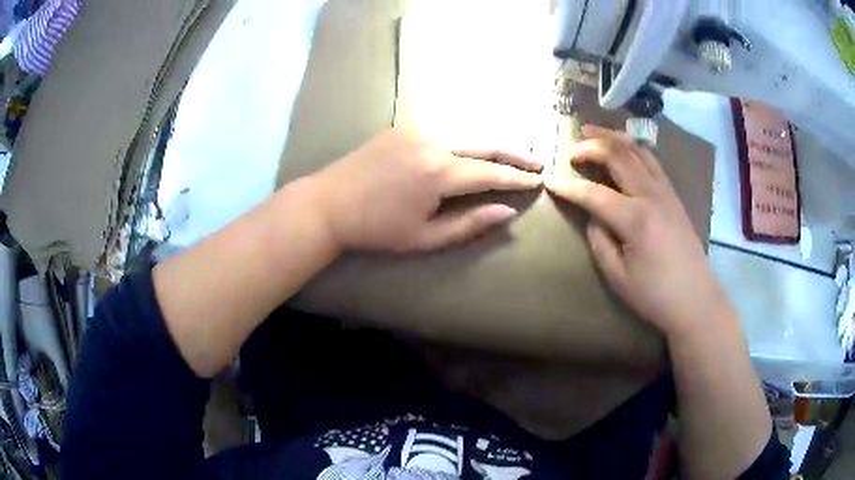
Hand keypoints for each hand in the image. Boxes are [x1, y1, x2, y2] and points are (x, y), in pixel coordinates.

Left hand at [308, 127, 542, 252]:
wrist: (327, 204)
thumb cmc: (375, 229)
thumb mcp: (424, 237)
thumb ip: (469, 224)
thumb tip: (507, 213)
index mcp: (438, 173)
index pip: (490, 173)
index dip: (516, 178)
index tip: (538, 181)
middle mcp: (432, 142)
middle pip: (484, 144)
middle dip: (514, 153)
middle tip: (538, 162)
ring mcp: (416, 128)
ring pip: (466, 132)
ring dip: (491, 143)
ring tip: (513, 153)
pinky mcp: (403, 125)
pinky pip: (444, 128)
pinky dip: (465, 137)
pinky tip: (474, 145)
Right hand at [545, 125, 732, 338]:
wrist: (696, 300)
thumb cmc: (655, 295)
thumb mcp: (617, 277)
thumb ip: (600, 241)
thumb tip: (594, 215)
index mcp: (635, 219)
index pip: (593, 194)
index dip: (569, 187)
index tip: (550, 182)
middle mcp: (651, 196)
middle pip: (618, 156)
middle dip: (591, 146)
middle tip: (572, 149)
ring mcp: (666, 192)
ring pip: (637, 150)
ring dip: (613, 137)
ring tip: (594, 132)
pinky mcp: (674, 195)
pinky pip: (651, 160)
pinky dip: (633, 148)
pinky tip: (624, 149)